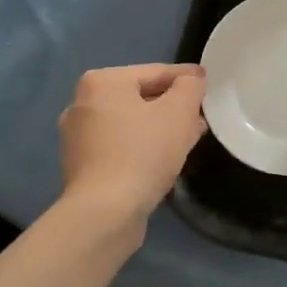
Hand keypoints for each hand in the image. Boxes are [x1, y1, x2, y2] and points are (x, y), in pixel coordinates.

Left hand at [58, 63, 206, 227]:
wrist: (104, 214)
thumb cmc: (143, 152)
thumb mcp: (179, 112)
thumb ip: (190, 87)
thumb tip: (191, 81)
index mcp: (101, 82)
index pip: (155, 72)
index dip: (186, 78)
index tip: (208, 84)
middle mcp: (81, 104)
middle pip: (140, 97)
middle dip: (172, 106)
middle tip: (200, 115)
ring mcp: (77, 138)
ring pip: (131, 124)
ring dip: (159, 128)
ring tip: (188, 139)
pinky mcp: (81, 167)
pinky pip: (120, 147)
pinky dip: (142, 147)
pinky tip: (164, 160)